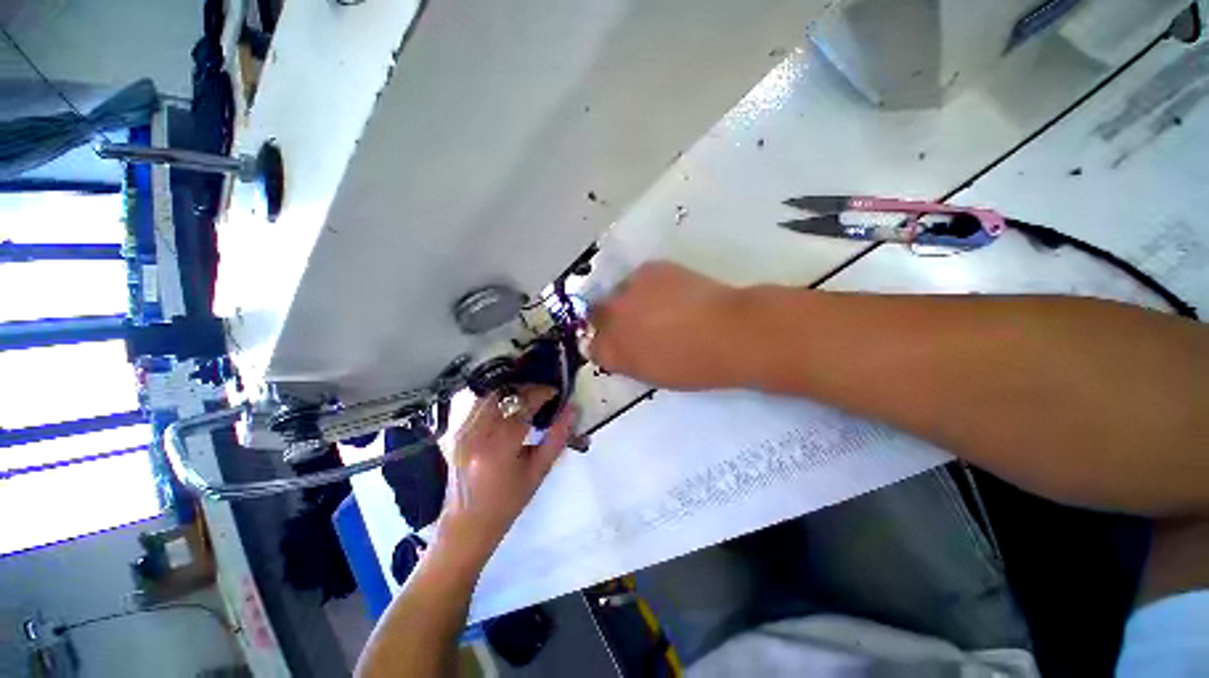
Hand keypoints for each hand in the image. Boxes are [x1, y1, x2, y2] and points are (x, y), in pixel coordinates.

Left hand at [437, 386, 573, 566]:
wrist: (466, 526)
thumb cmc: (507, 504)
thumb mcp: (538, 472)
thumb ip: (557, 438)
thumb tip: (572, 410)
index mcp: (498, 448)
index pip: (522, 405)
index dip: (541, 393)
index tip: (556, 392)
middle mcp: (476, 435)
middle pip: (504, 395)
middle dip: (527, 389)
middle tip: (544, 394)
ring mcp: (461, 432)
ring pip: (489, 395)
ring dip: (512, 392)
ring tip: (528, 398)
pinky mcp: (455, 432)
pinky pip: (477, 404)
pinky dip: (496, 399)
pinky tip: (508, 406)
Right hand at [587, 262, 746, 389]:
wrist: (729, 332)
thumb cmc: (694, 365)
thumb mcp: (654, 375)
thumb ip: (629, 362)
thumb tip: (622, 349)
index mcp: (613, 351)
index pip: (594, 348)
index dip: (609, 347)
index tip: (624, 347)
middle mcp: (612, 318)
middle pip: (597, 314)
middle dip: (611, 320)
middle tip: (637, 325)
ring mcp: (628, 290)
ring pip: (617, 292)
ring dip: (629, 300)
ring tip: (656, 306)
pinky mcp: (649, 270)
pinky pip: (638, 278)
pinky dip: (647, 286)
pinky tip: (669, 293)